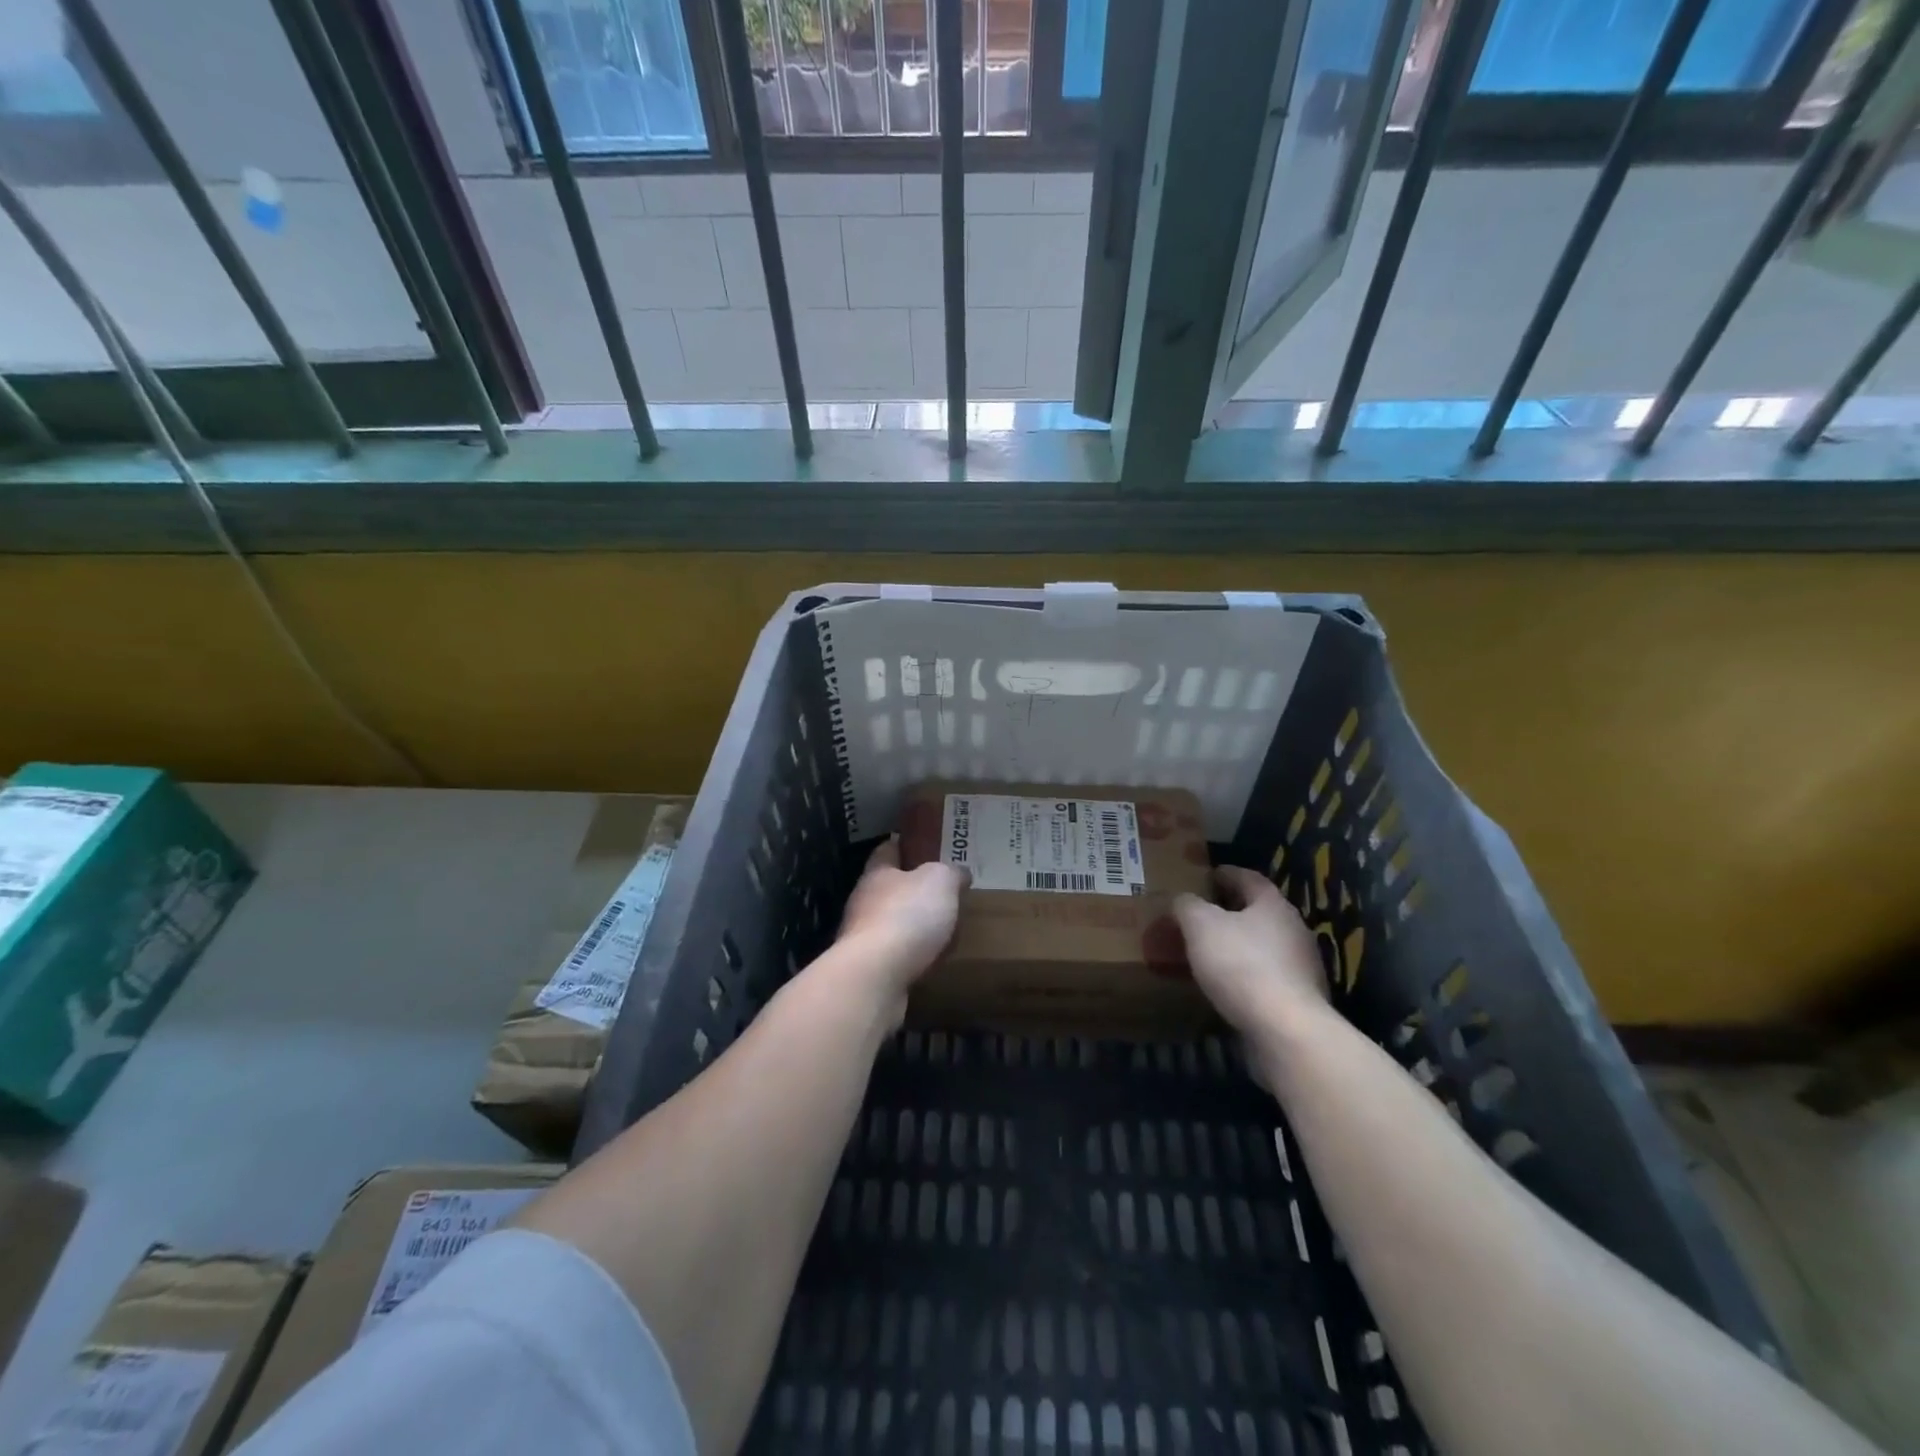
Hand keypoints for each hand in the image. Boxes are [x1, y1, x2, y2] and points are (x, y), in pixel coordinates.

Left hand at [833, 838, 968, 1003]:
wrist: (875, 976)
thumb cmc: (907, 916)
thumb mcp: (940, 881)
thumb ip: (951, 872)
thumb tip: (959, 872)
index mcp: (877, 873)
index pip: (887, 850)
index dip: (906, 846)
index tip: (925, 848)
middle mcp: (864, 901)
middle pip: (889, 888)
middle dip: (913, 891)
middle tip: (944, 893)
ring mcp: (862, 937)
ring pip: (892, 923)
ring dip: (913, 927)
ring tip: (943, 930)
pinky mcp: (868, 969)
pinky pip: (896, 955)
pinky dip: (912, 956)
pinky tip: (932, 961)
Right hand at [1174, 866, 1328, 1036]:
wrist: (1286, 1029)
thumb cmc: (1241, 965)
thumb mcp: (1200, 925)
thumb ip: (1187, 906)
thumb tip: (1182, 900)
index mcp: (1273, 905)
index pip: (1249, 878)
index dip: (1227, 874)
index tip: (1209, 874)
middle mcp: (1294, 930)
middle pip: (1260, 912)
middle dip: (1232, 910)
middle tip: (1204, 913)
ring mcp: (1302, 966)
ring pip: (1265, 945)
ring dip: (1240, 944)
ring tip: (1210, 951)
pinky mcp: (1300, 999)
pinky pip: (1267, 976)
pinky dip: (1247, 974)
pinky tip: (1227, 985)